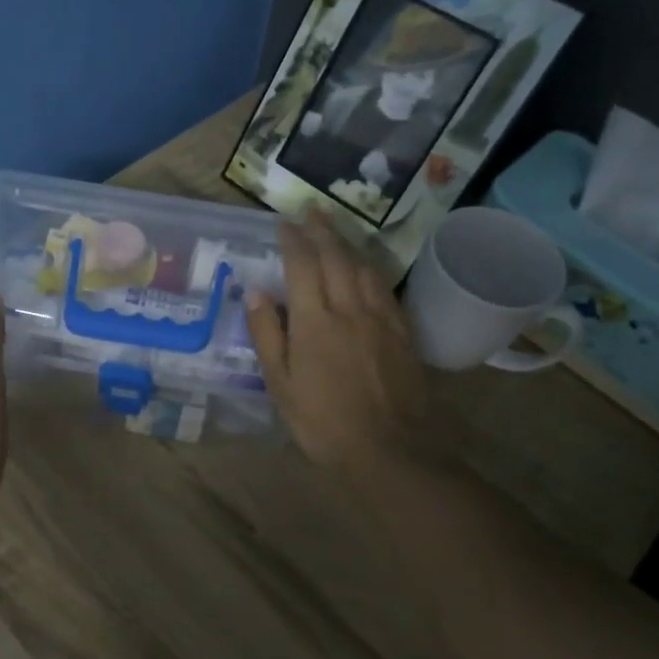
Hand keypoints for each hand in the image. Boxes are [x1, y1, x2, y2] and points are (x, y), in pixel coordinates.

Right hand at [245, 210, 437, 474]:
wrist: (389, 449)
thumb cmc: (322, 421)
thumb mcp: (280, 384)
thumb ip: (267, 334)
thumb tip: (256, 291)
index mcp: (314, 321)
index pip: (302, 266)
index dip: (292, 240)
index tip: (283, 221)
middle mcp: (348, 308)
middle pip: (336, 257)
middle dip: (322, 229)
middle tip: (312, 209)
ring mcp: (379, 317)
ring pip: (363, 267)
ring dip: (348, 242)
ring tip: (337, 227)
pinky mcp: (401, 331)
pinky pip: (384, 287)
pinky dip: (371, 267)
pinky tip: (366, 265)